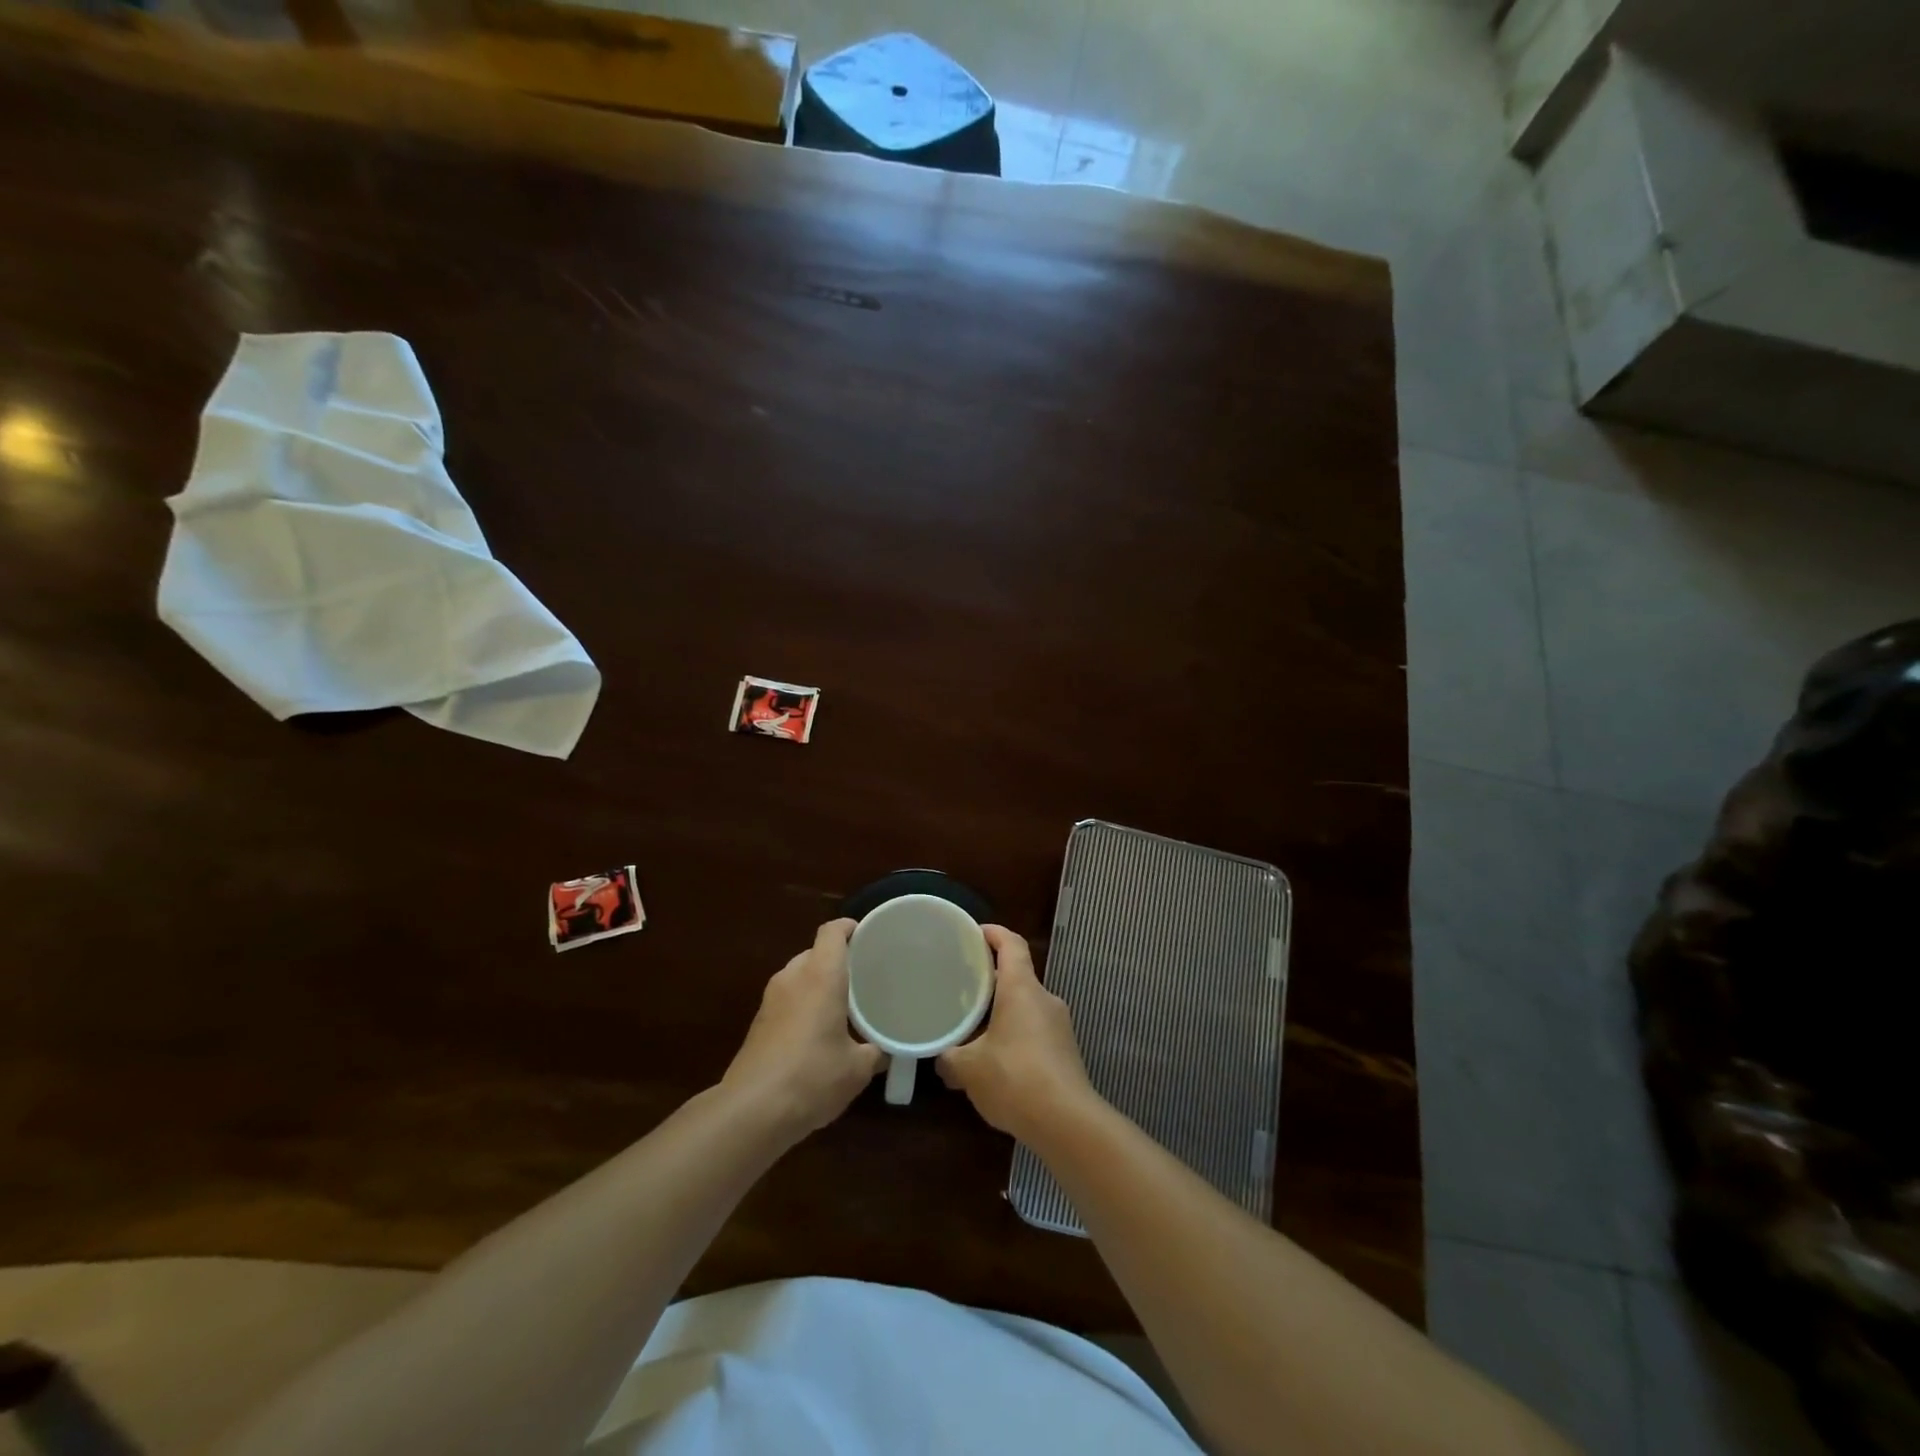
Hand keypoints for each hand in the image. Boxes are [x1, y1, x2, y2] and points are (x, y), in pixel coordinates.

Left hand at [723, 920, 883, 1137]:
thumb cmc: (813, 1076)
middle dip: (837, 961)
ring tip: (843, 1005)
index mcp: (820, 975)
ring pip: (799, 976)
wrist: (752, 1110)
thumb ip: (876, 1051)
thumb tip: (886, 1050)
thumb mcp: (858, 1069)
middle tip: (863, 977)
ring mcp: (770, 1000)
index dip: (849, 928)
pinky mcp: (758, 1023)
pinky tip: (818, 1032)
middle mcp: (793, 978)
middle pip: (815, 953)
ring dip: (818, 984)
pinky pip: (787, 999)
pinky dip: (803, 1005)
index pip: (832, 932)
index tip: (867, 936)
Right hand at [937, 926, 1097, 1141]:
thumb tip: (941, 1058)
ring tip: (973, 1028)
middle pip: (1017, 976)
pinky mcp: (1065, 1051)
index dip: (993, 933)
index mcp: (1022, 989)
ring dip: (1002, 1012)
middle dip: (990, 979)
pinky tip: (995, 1061)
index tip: (973, 932)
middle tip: (962, 986)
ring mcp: (1059, 1026)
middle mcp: (1044, 999)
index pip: (1011, 944)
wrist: (1068, 1123)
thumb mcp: (969, 1069)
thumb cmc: (1014, 1079)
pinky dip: (1014, 1035)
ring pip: (1025, 1006)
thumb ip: (949, 1058)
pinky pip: (1034, 1031)